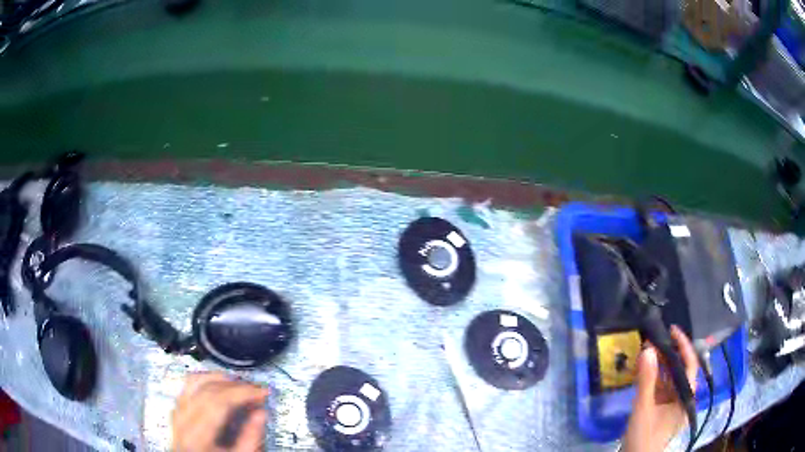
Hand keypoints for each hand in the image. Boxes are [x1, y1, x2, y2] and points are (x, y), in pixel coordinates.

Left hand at [172, 372, 268, 451]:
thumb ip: (249, 439)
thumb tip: (260, 414)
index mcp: (197, 436)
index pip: (218, 402)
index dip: (242, 393)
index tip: (262, 392)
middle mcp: (182, 421)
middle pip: (207, 390)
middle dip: (235, 386)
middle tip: (255, 389)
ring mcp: (177, 414)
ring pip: (194, 382)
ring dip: (219, 379)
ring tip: (238, 384)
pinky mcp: (177, 412)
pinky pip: (188, 387)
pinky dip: (205, 382)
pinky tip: (218, 386)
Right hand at [622, 326, 698, 451]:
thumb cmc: (644, 437)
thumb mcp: (643, 409)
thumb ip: (646, 380)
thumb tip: (648, 349)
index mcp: (685, 397)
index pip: (690, 365)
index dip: (683, 345)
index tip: (672, 329)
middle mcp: (682, 399)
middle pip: (680, 371)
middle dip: (669, 354)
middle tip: (655, 339)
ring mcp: (672, 406)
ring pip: (670, 380)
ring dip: (660, 366)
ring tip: (648, 351)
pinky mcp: (662, 412)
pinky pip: (662, 390)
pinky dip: (654, 380)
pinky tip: (644, 373)